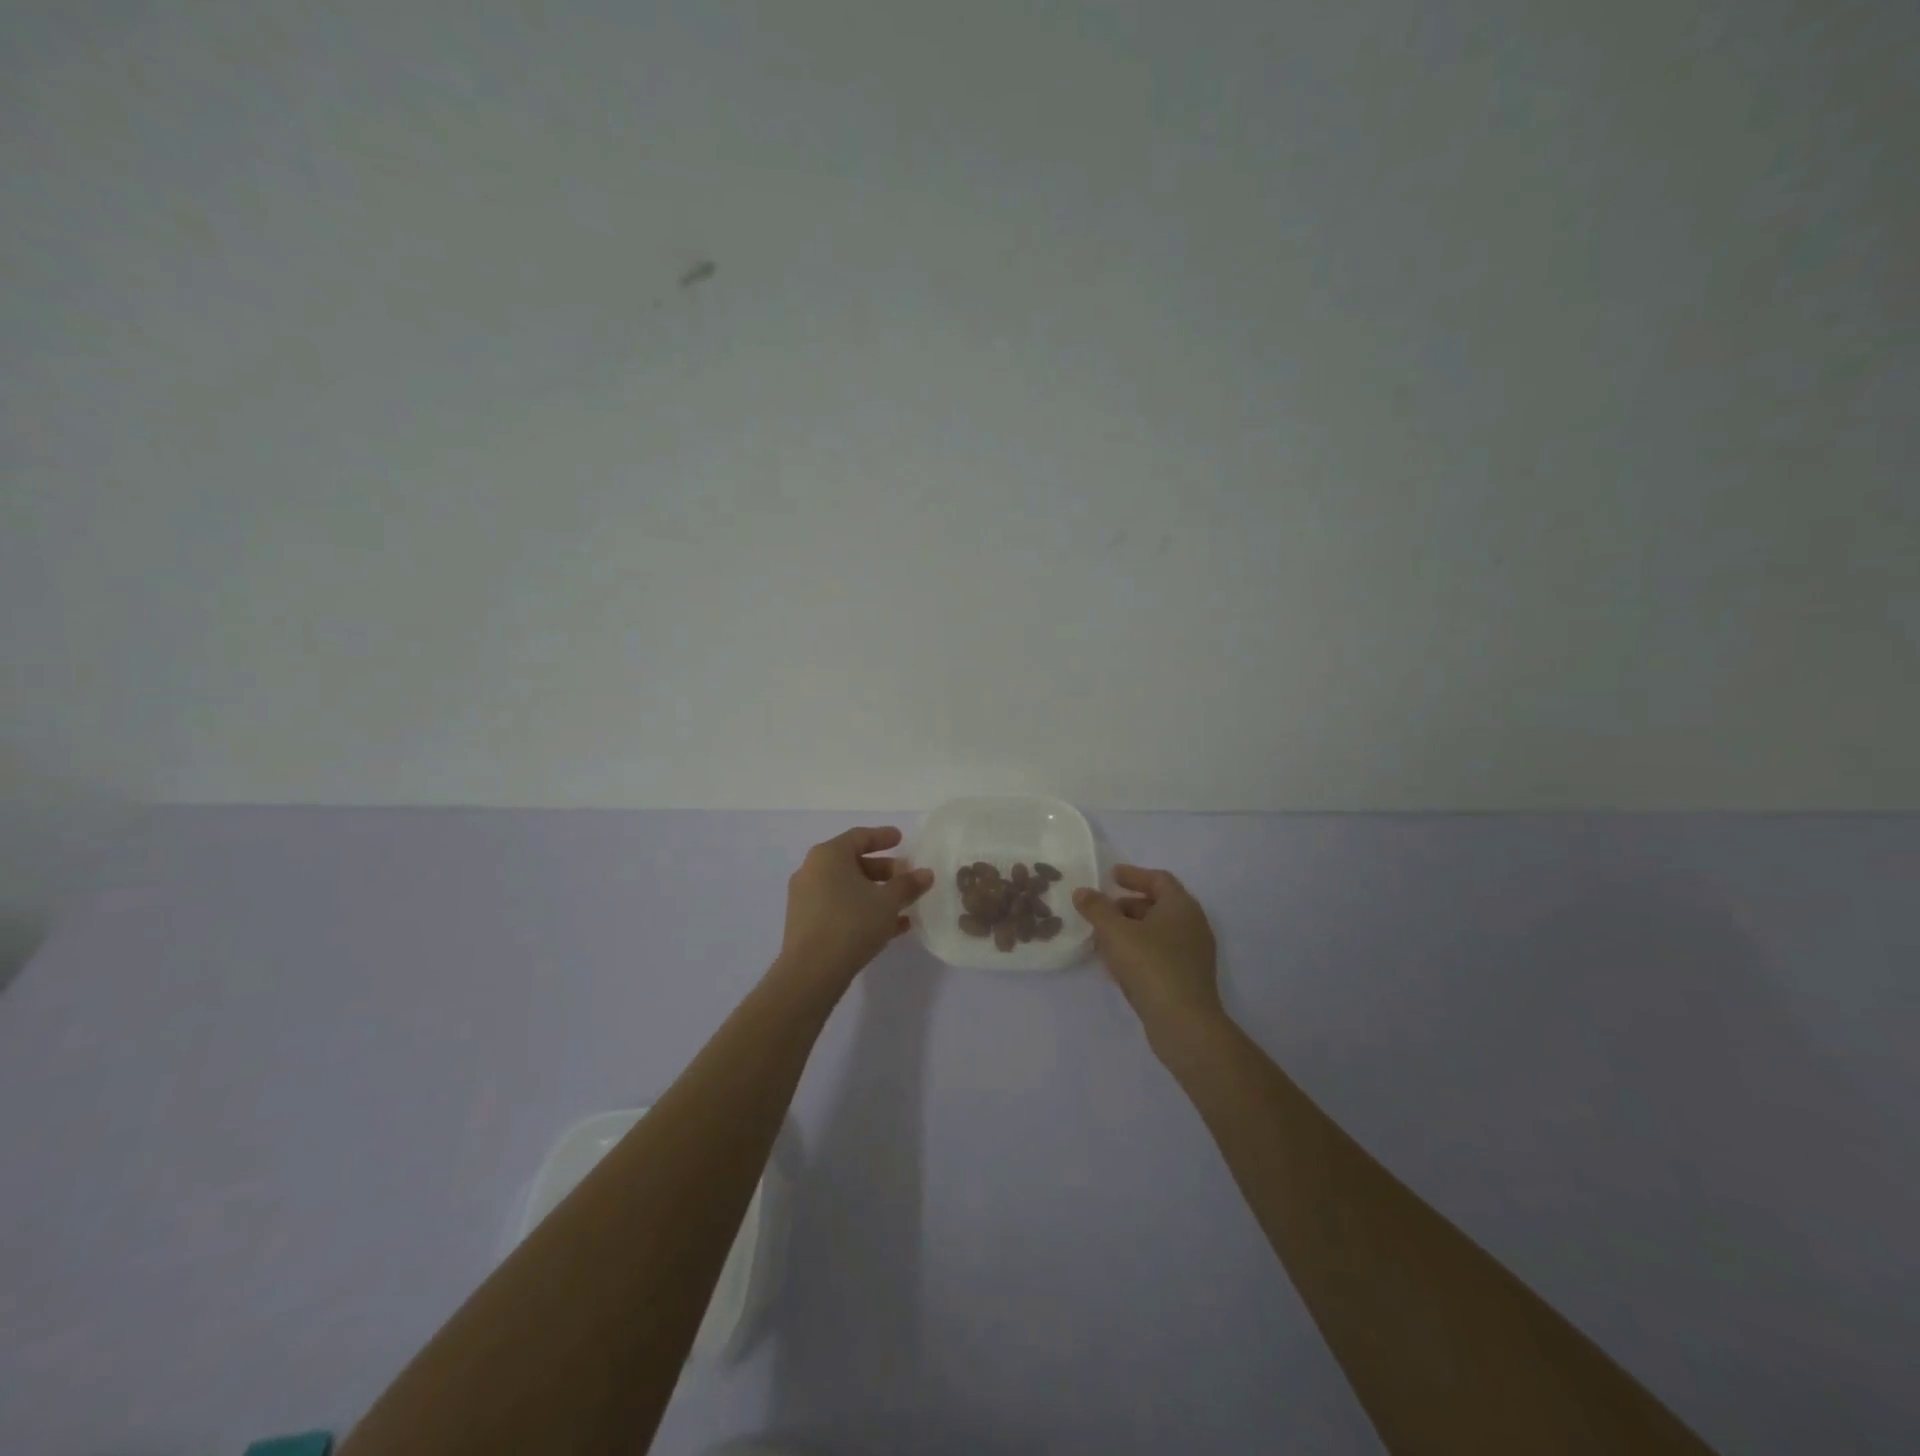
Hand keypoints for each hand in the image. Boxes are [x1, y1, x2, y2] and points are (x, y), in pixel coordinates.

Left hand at [777, 826, 932, 990]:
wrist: (811, 972)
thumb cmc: (851, 924)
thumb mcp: (887, 902)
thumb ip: (908, 884)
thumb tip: (925, 873)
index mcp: (829, 855)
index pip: (859, 837)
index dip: (883, 837)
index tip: (901, 838)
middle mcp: (812, 870)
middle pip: (852, 862)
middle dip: (883, 869)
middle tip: (906, 875)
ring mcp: (806, 897)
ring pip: (846, 887)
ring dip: (875, 892)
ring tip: (903, 903)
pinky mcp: (805, 922)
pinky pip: (839, 906)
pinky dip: (862, 909)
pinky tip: (890, 926)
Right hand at [1075, 865, 1226, 1054]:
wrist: (1184, 1023)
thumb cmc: (1151, 966)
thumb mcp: (1115, 932)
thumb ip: (1096, 908)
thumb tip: (1082, 892)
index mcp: (1181, 906)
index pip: (1158, 879)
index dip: (1134, 875)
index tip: (1111, 875)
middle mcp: (1192, 925)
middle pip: (1157, 905)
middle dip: (1127, 905)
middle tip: (1101, 909)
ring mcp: (1193, 953)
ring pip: (1157, 932)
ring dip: (1130, 930)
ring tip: (1102, 937)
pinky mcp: (1187, 978)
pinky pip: (1160, 954)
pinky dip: (1138, 951)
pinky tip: (1116, 965)